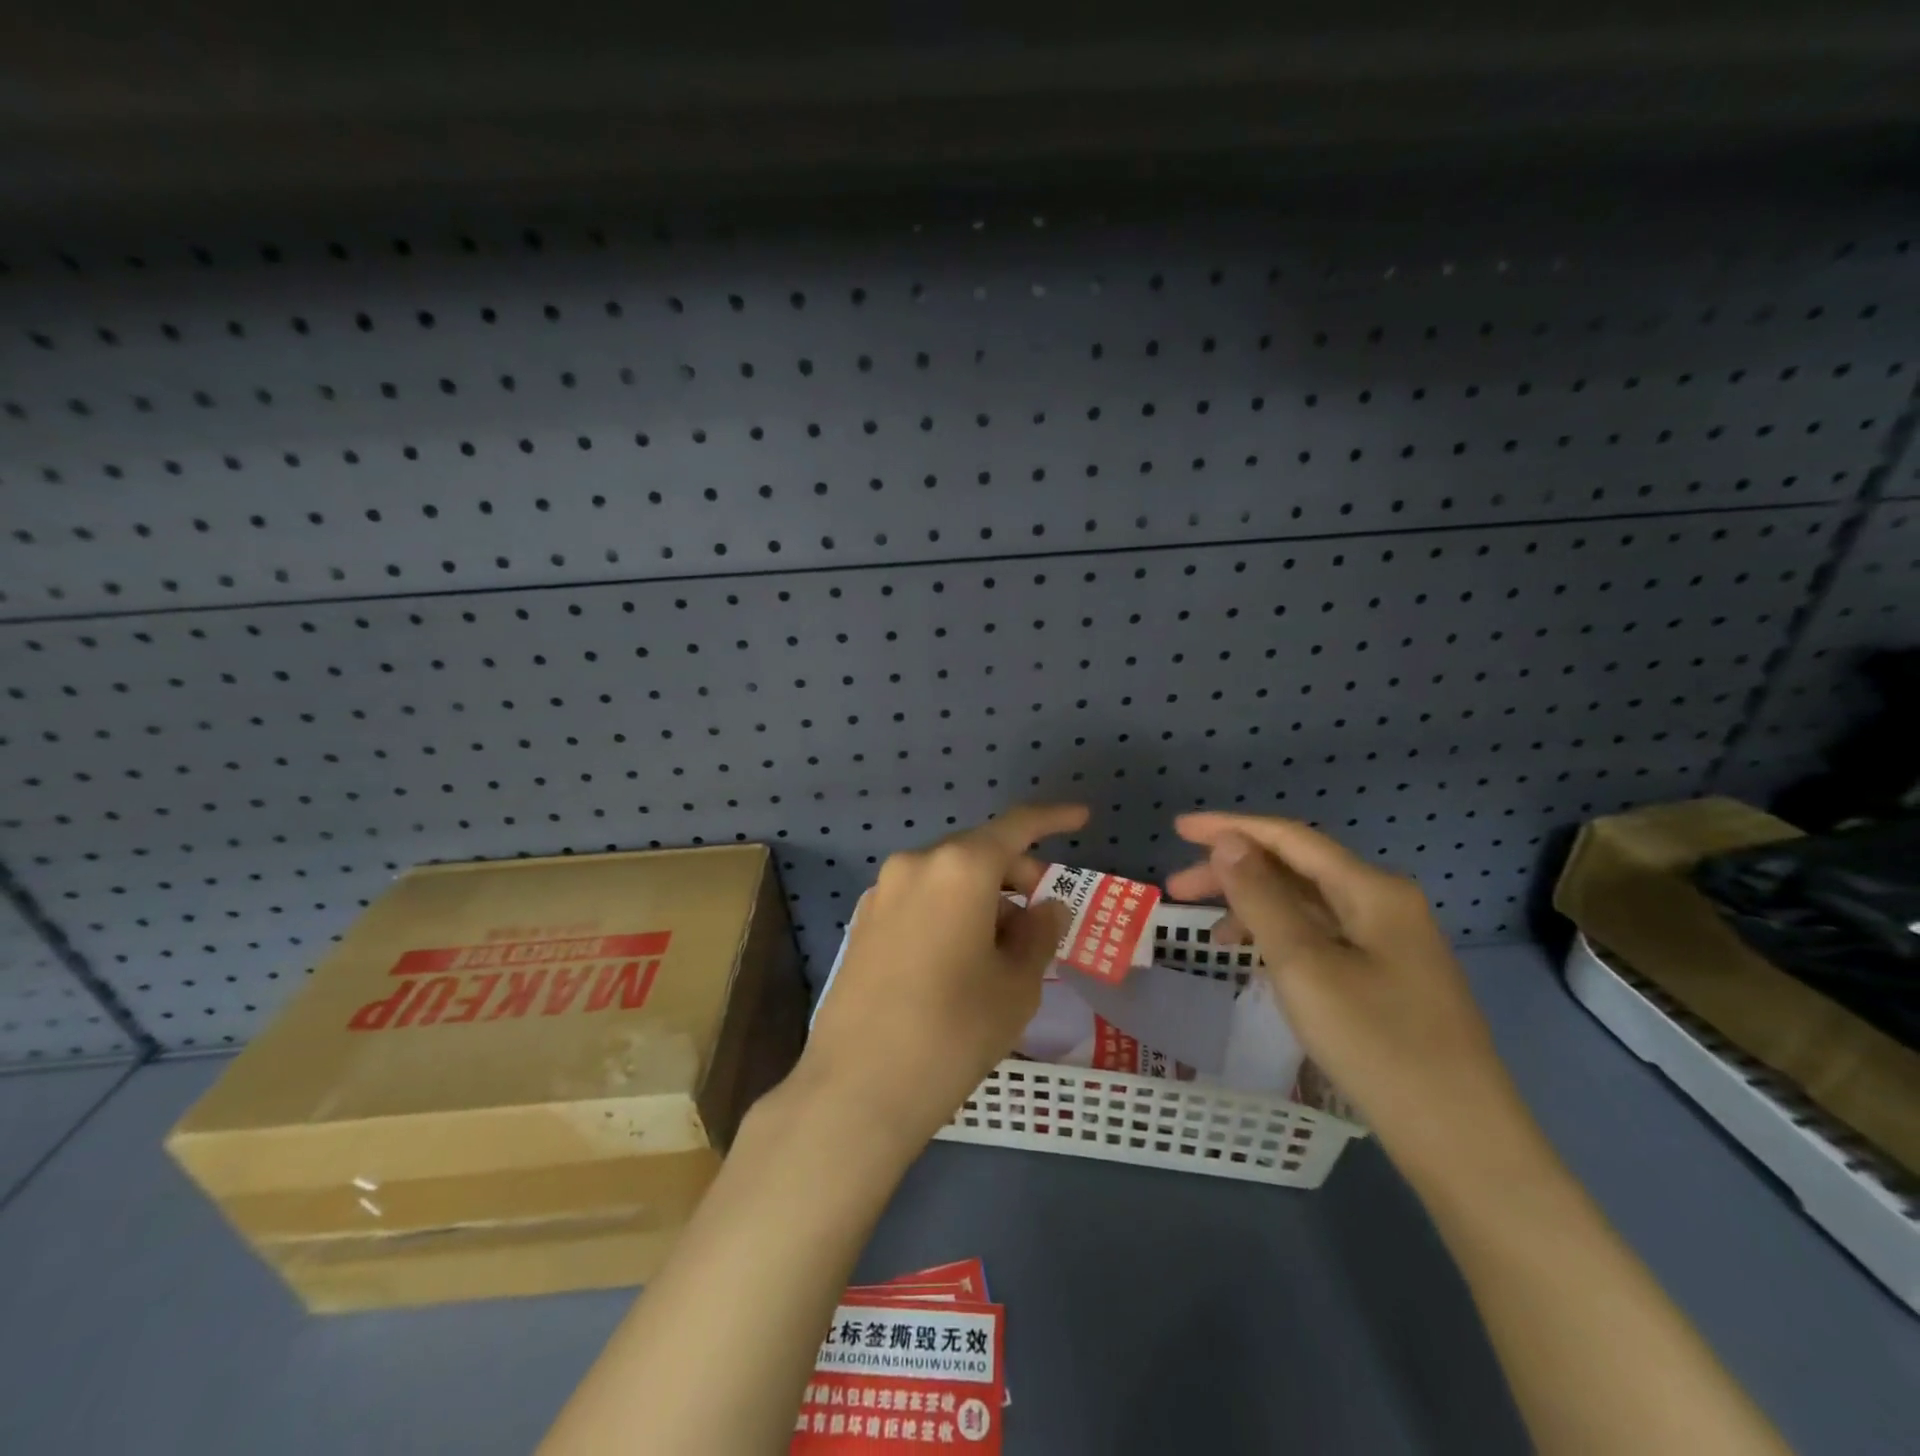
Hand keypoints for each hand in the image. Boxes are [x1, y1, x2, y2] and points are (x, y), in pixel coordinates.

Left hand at [799, 802, 1089, 1152]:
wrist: (858, 1088)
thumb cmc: (954, 1031)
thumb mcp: (1016, 985)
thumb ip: (1039, 933)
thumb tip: (1046, 906)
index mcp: (959, 868)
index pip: (1016, 827)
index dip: (1052, 818)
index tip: (1081, 816)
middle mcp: (916, 865)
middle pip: (979, 853)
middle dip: (1016, 875)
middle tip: (1043, 917)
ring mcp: (882, 892)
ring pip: (947, 877)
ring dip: (982, 897)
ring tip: (1001, 950)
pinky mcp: (863, 922)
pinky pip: (919, 899)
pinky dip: (949, 910)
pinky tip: (958, 958)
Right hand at [1167, 812, 1525, 1171]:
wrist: (1461, 1140)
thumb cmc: (1376, 1043)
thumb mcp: (1303, 965)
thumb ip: (1261, 897)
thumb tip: (1228, 841)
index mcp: (1372, 889)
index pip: (1289, 838)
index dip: (1229, 827)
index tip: (1178, 828)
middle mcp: (1385, 903)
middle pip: (1296, 869)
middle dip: (1235, 871)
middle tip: (1178, 890)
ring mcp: (1391, 943)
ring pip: (1308, 905)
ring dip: (1255, 907)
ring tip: (1210, 934)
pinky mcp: (1389, 978)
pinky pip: (1322, 937)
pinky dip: (1281, 938)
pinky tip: (1256, 961)